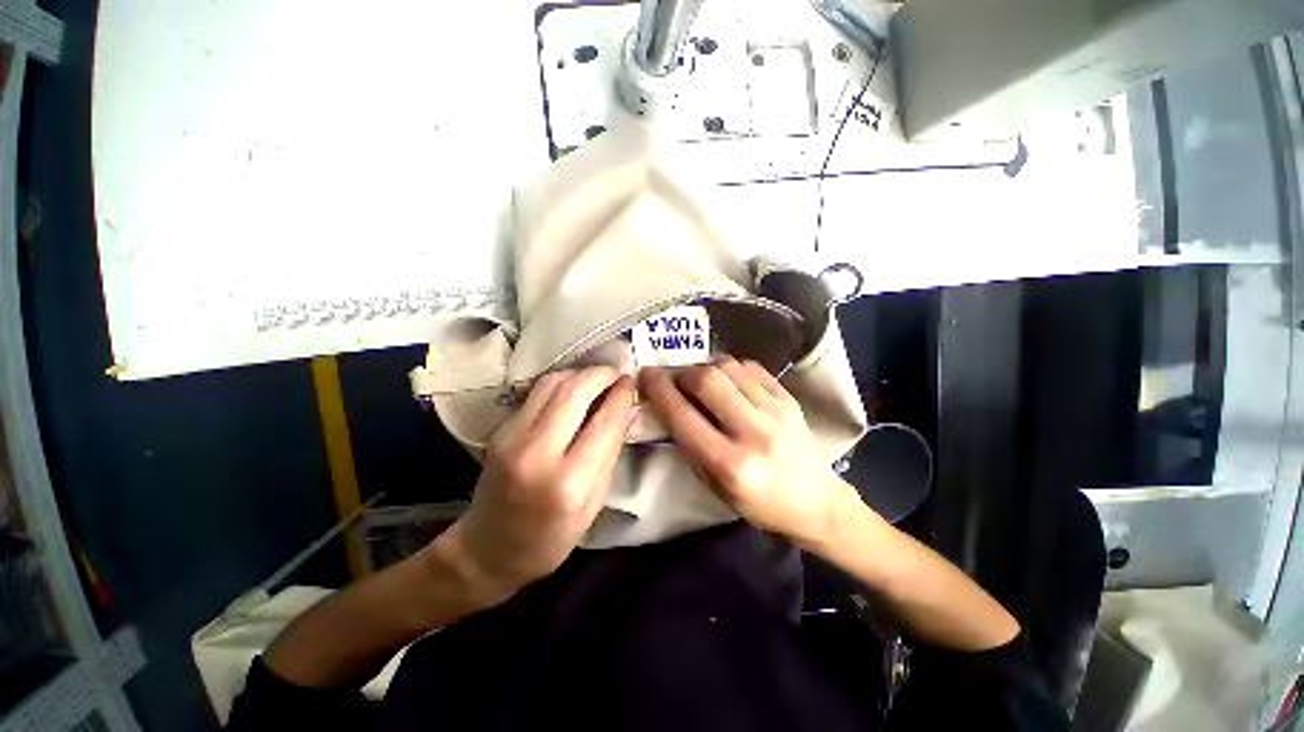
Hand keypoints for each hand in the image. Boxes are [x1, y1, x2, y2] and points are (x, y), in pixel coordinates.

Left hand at [435, 367, 634, 605]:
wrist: (488, 549)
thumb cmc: (551, 538)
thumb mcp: (594, 504)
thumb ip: (611, 453)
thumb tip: (628, 410)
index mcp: (568, 484)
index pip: (603, 423)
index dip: (621, 396)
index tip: (632, 381)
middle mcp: (536, 455)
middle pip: (574, 393)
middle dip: (601, 374)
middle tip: (618, 371)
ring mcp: (512, 439)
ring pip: (552, 384)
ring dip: (580, 373)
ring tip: (598, 377)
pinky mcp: (500, 431)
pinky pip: (536, 393)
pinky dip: (561, 383)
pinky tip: (574, 388)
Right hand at [639, 357, 852, 544]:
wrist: (815, 501)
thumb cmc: (758, 502)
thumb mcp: (714, 485)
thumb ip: (689, 444)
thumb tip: (669, 403)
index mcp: (729, 464)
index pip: (683, 416)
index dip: (659, 390)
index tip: (645, 375)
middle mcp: (753, 432)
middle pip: (706, 380)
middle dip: (682, 373)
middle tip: (675, 378)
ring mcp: (775, 411)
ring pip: (728, 366)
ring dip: (705, 367)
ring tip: (701, 379)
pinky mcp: (788, 397)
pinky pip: (751, 366)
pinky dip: (730, 368)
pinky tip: (727, 380)